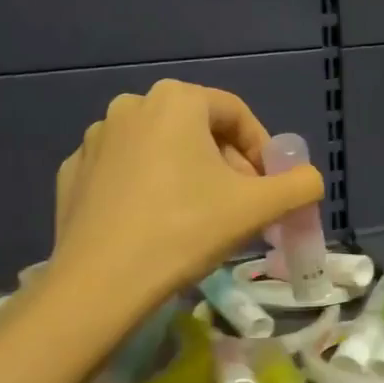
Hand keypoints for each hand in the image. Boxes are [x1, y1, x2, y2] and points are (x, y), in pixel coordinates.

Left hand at [49, 80, 323, 311]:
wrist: (101, 283)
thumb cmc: (185, 230)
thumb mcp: (258, 207)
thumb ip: (299, 185)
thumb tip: (310, 180)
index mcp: (176, 100)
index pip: (236, 114)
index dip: (262, 149)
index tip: (269, 187)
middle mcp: (131, 105)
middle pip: (198, 130)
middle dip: (226, 165)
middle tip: (239, 207)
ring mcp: (95, 139)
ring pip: (160, 149)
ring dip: (187, 175)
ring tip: (198, 219)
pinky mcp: (73, 172)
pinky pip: (125, 172)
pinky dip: (147, 189)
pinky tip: (154, 225)